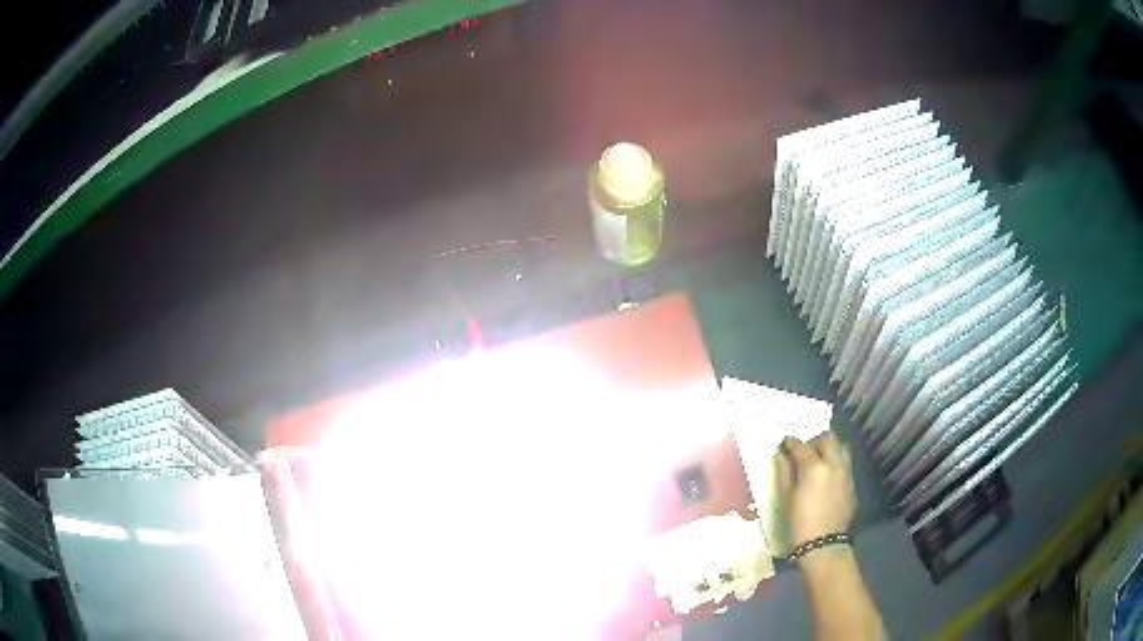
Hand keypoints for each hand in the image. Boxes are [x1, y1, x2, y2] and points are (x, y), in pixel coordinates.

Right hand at [775, 433, 855, 546]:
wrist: (823, 545)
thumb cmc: (799, 523)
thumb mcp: (786, 498)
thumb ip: (784, 473)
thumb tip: (780, 455)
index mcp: (814, 468)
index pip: (802, 446)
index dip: (791, 443)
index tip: (785, 443)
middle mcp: (834, 465)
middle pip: (828, 439)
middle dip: (815, 441)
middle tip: (804, 452)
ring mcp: (846, 473)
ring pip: (842, 448)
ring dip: (830, 449)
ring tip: (818, 461)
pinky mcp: (852, 484)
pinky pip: (845, 464)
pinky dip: (836, 462)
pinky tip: (827, 477)